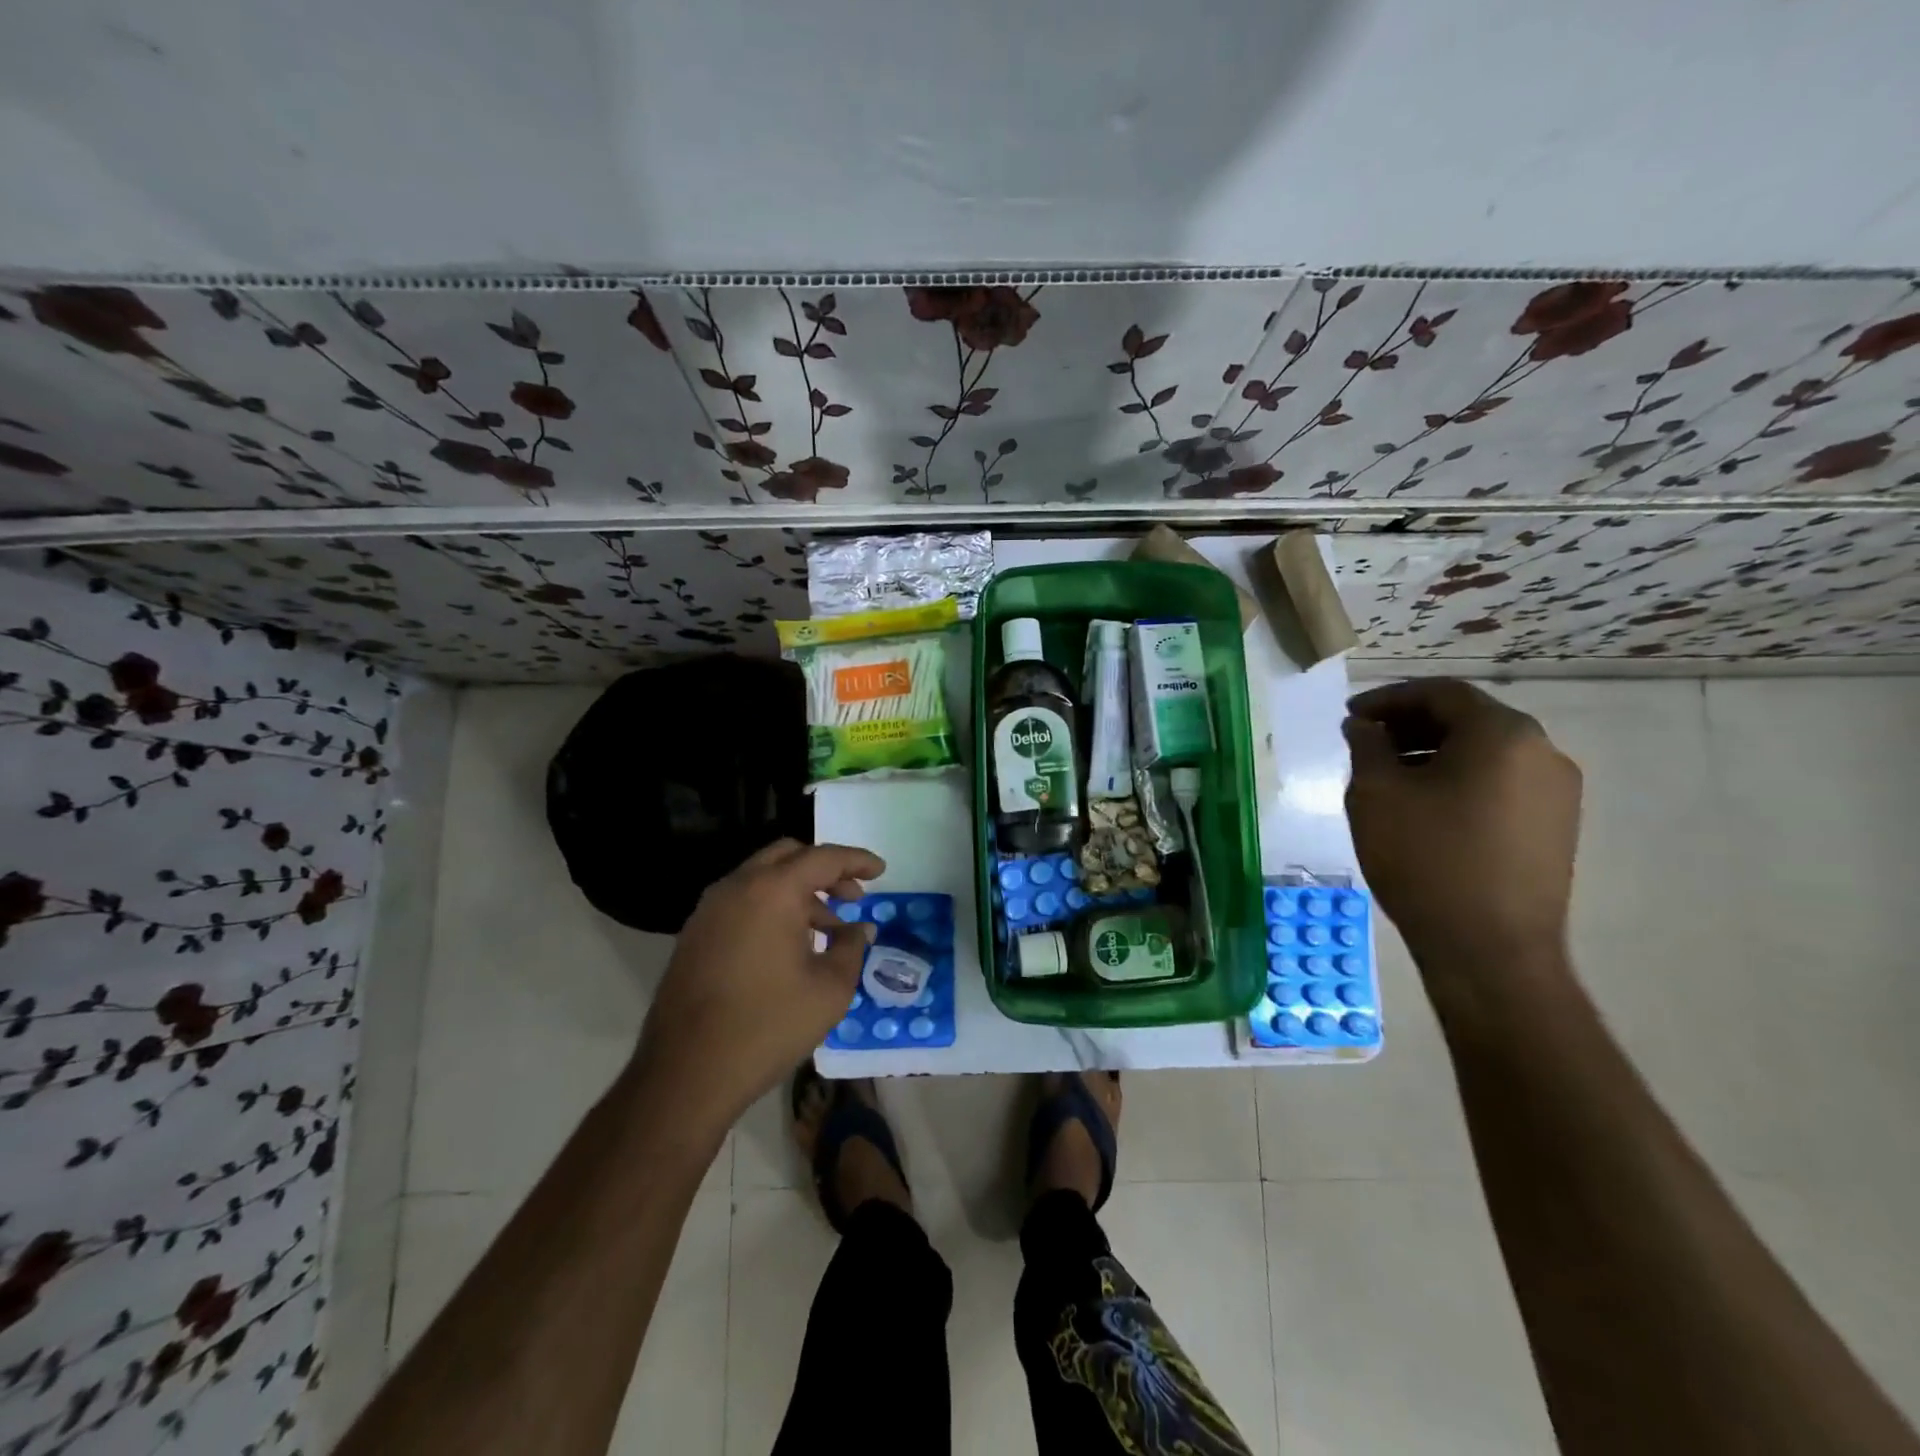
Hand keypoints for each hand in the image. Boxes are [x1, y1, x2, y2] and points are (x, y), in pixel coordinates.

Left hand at [633, 839, 884, 1127]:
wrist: (686, 1073)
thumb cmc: (768, 1025)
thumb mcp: (829, 989)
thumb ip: (851, 948)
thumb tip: (859, 929)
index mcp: (773, 890)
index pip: (823, 858)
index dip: (857, 860)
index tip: (881, 870)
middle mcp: (737, 887)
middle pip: (788, 856)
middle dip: (825, 870)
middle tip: (852, 897)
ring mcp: (710, 909)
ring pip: (762, 878)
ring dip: (798, 891)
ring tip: (826, 930)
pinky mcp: (695, 934)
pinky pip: (742, 901)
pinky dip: (771, 907)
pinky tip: (788, 946)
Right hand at [1344, 680, 1581, 971]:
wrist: (1490, 949)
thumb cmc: (1425, 859)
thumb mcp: (1375, 794)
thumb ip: (1367, 747)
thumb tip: (1364, 727)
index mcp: (1502, 734)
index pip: (1441, 693)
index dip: (1389, 698)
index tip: (1350, 716)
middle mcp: (1542, 752)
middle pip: (1468, 719)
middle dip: (1411, 725)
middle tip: (1366, 742)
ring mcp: (1557, 792)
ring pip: (1486, 752)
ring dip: (1434, 753)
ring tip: (1389, 776)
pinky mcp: (1557, 827)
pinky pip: (1501, 782)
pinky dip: (1460, 779)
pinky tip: (1425, 806)